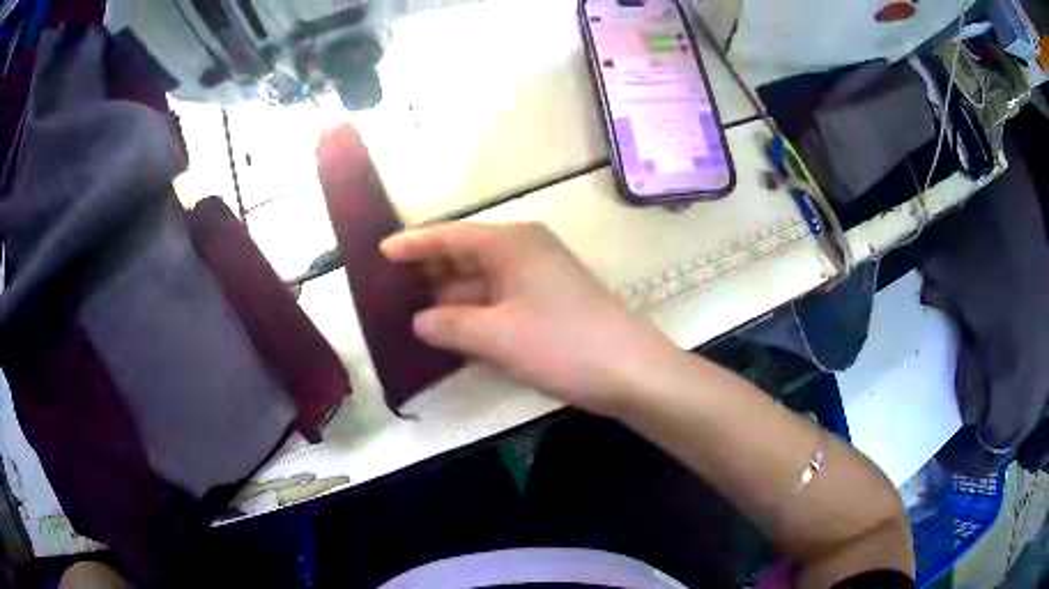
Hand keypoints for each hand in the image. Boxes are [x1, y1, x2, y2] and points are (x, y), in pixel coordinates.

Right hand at [381, 222, 677, 414]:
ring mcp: (539, 277)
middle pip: (465, 255)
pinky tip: (451, 330)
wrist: (631, 371)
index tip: (381, 251)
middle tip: (389, 288)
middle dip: (429, 272)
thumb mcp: (497, 336)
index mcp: (511, 243)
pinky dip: (474, 314)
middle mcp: (525, 251)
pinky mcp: (548, 303)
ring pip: (481, 281)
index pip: (451, 236)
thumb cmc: (562, 344)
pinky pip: (499, 301)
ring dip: (450, 297)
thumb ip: (450, 325)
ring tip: (410, 311)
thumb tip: (419, 321)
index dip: (414, 243)